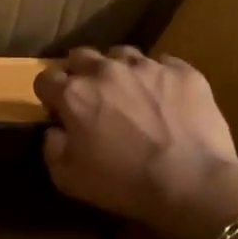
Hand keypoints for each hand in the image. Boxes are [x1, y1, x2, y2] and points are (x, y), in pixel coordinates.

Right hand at [33, 47, 237, 233]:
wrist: (192, 184)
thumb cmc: (123, 184)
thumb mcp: (68, 179)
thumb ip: (52, 148)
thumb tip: (55, 130)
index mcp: (75, 95)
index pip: (45, 79)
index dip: (48, 95)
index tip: (58, 110)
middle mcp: (106, 71)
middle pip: (81, 56)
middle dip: (79, 73)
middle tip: (91, 98)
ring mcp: (147, 67)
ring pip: (122, 54)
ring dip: (118, 70)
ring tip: (130, 93)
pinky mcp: (183, 72)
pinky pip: (164, 64)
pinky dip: (159, 78)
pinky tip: (166, 99)